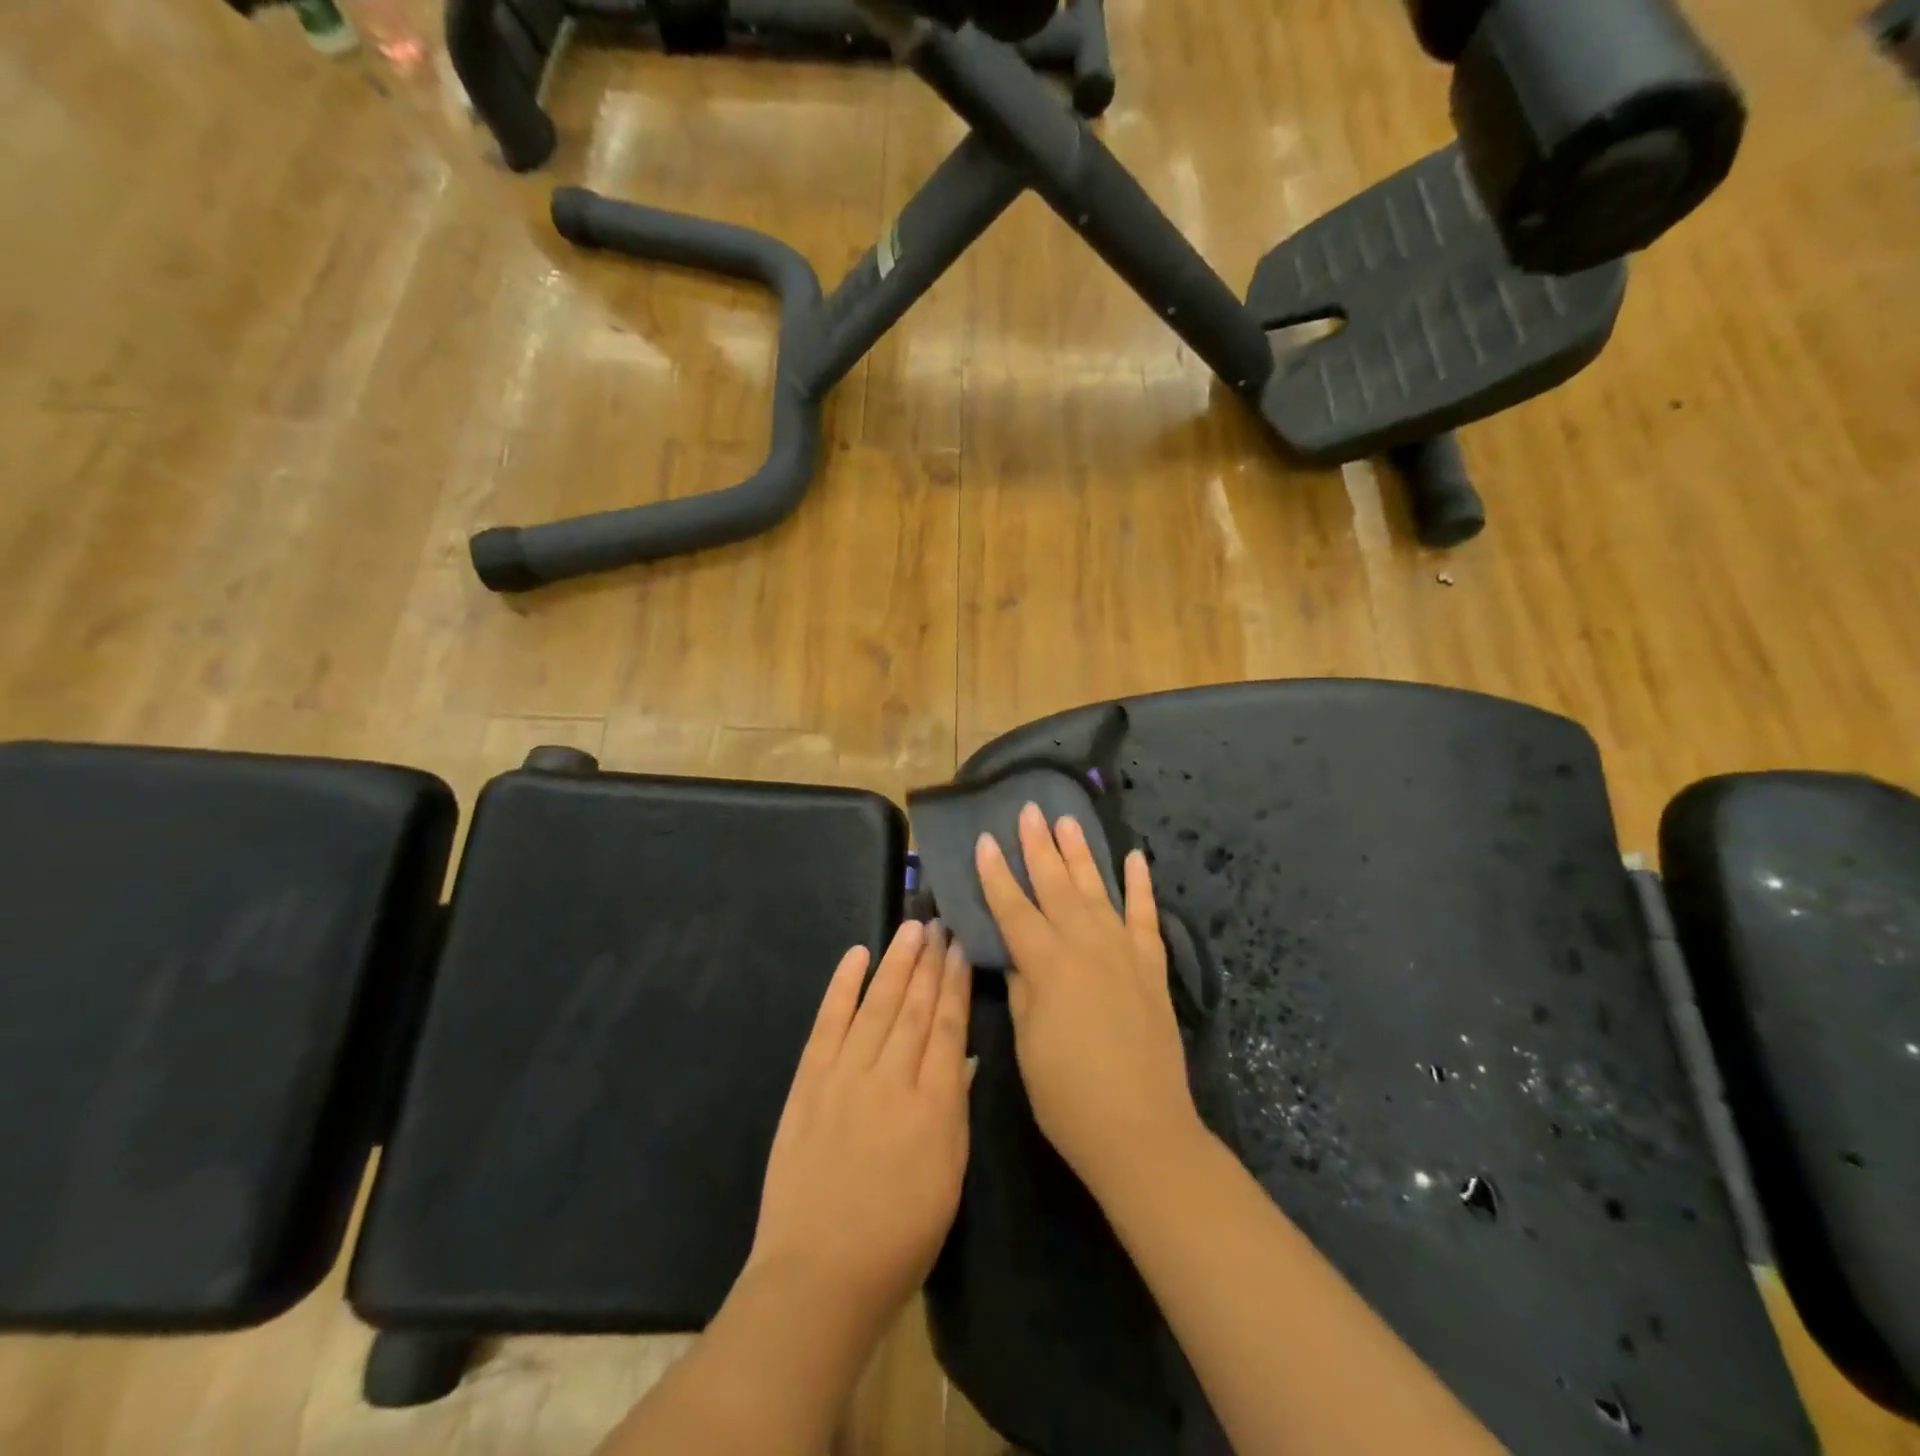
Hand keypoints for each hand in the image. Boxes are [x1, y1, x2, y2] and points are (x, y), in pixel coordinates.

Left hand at [748, 920, 973, 1335]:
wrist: (818, 1275)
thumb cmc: (899, 1237)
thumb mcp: (949, 1177)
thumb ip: (954, 1110)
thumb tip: (961, 1056)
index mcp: (933, 1107)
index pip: (947, 1028)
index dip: (955, 984)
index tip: (961, 949)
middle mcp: (890, 1080)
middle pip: (914, 1008)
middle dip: (929, 963)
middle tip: (940, 924)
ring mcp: (844, 1077)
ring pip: (876, 1006)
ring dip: (895, 963)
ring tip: (910, 929)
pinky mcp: (808, 1083)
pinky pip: (828, 1023)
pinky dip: (842, 986)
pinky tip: (856, 956)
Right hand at [975, 804, 1201, 1196]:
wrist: (1142, 1131)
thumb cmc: (1069, 1096)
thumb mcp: (1027, 1044)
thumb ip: (1023, 989)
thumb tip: (1019, 955)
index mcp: (1048, 965)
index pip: (1013, 909)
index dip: (996, 874)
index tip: (985, 839)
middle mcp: (1086, 946)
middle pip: (1056, 886)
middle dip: (1039, 846)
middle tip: (1029, 810)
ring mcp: (1123, 953)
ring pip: (1097, 890)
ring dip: (1081, 854)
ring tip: (1068, 821)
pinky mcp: (1151, 968)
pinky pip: (1145, 916)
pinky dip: (1141, 886)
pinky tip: (1135, 858)